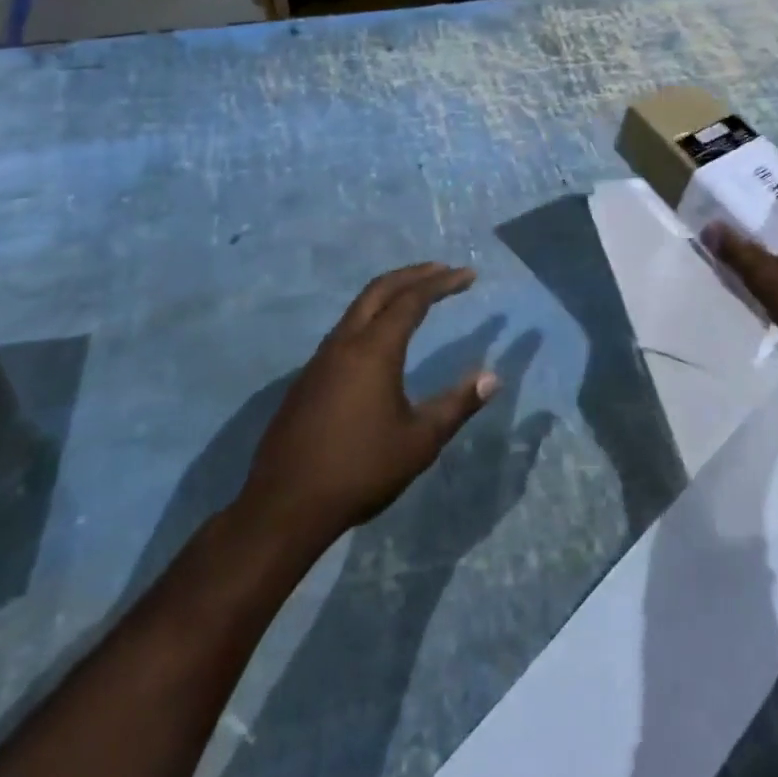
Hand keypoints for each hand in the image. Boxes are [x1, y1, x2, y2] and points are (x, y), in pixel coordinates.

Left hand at [241, 263, 497, 546]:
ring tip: (416, 296)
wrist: (285, 505)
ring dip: (389, 294)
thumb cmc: (360, 470)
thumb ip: (457, 404)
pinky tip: (381, 340)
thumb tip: (492, 378)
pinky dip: (371, 317)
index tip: (468, 276)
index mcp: (374, 350)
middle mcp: (344, 343)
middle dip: (413, 275)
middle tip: (443, 270)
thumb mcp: (420, 441)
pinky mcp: (307, 379)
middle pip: (379, 290)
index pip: (412, 300)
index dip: (442, 283)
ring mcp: (320, 360)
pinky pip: (345, 330)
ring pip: (357, 308)